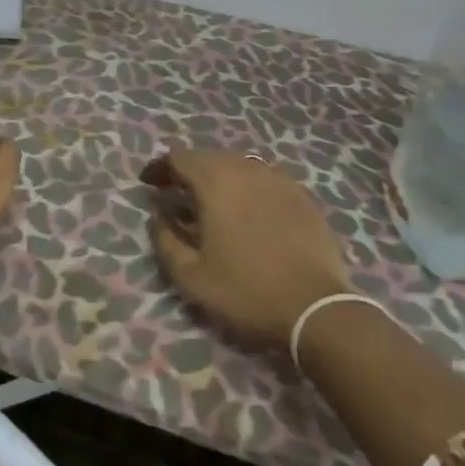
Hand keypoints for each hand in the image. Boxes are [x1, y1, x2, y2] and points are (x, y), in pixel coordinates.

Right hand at [143, 149, 351, 351]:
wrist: (316, 308)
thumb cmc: (246, 291)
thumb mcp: (191, 277)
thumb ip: (165, 242)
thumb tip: (157, 219)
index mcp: (216, 181)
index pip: (179, 158)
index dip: (159, 168)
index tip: (148, 184)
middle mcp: (246, 169)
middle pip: (209, 157)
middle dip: (188, 171)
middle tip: (176, 194)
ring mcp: (278, 179)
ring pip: (239, 166)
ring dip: (219, 178)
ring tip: (211, 203)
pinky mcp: (302, 196)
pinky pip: (265, 180)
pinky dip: (248, 188)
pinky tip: (248, 212)